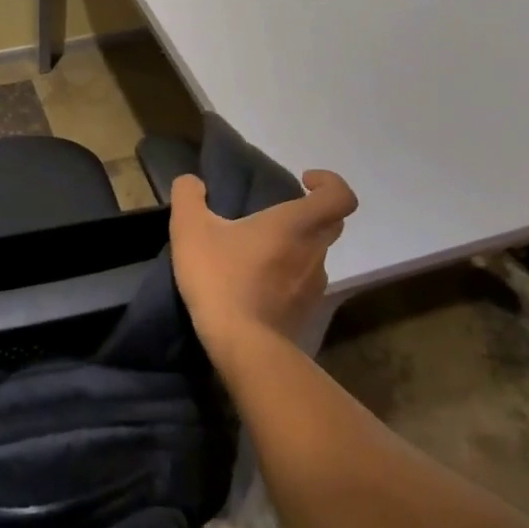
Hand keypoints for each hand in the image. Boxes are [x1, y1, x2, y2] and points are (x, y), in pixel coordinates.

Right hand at [168, 169, 358, 358]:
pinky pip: (304, 284)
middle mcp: (314, 252)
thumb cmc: (220, 278)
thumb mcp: (190, 229)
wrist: (241, 347)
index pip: (339, 196)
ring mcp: (314, 286)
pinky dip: (287, 278)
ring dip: (295, 247)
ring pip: (316, 255)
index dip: (329, 182)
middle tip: (275, 215)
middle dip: (310, 213)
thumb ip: (188, 196)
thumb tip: (192, 182)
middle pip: (331, 224)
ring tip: (258, 253)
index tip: (303, 180)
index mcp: (295, 225)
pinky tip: (256, 284)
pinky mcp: (306, 314)